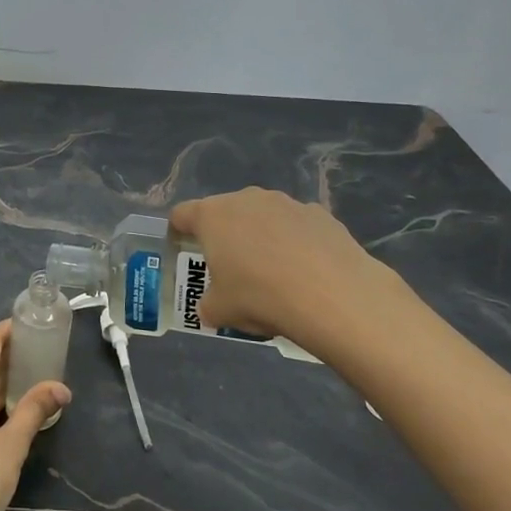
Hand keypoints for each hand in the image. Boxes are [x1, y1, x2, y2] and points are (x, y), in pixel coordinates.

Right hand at [170, 187, 400, 350]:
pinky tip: (305, 272)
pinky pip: (296, 226)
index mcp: (212, 216)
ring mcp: (286, 203)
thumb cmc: (260, 296)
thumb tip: (212, 306)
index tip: (183, 250)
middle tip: (229, 267)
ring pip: (262, 217)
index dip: (178, 232)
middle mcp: (246, 199)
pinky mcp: (320, 214)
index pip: (182, 214)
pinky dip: (294, 242)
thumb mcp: (220, 311)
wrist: (333, 296)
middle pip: (224, 212)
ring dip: (260, 237)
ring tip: (272, 272)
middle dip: (224, 235)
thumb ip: (208, 304)